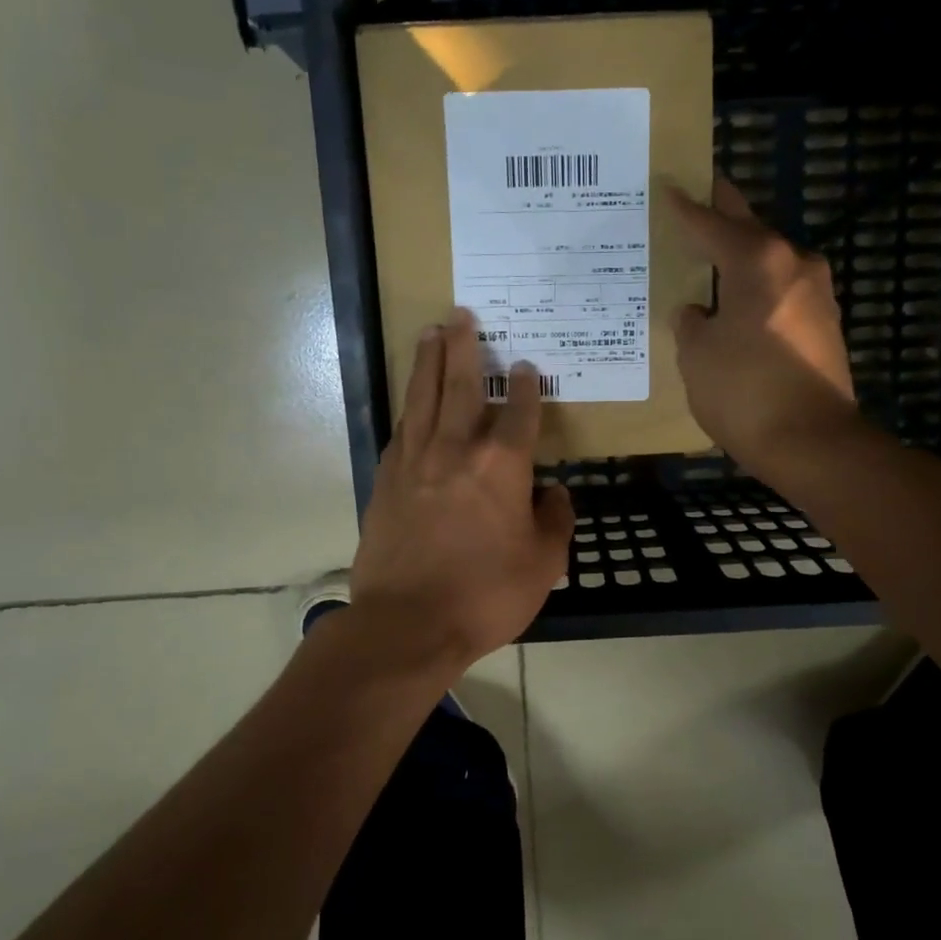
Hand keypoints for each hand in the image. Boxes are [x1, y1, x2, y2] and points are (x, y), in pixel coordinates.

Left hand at [349, 309, 574, 669]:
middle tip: (462, 316)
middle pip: (459, 386)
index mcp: (501, 466)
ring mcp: (414, 463)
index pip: (518, 413)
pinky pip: (400, 432)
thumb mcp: (543, 565)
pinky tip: (410, 404)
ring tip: (431, 333)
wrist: (407, 624)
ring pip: (421, 399)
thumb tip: (553, 494)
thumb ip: (555, 522)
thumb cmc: (485, 595)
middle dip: (464, 348)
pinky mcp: (385, 483)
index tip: (526, 368)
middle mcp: (455, 451)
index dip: (525, 388)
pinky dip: (408, 411)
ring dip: (428, 363)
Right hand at [667, 177, 860, 481]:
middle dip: (722, 217)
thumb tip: (697, 312)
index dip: (686, 208)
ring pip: (770, 264)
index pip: (713, 223)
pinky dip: (757, 292)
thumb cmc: (744, 391)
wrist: (812, 442)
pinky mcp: (826, 326)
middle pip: (750, 231)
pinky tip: (737, 305)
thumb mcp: (697, 355)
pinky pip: (782, 294)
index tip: (669, 187)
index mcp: (758, 261)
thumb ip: (690, 323)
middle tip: (695, 202)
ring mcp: (818, 295)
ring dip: (742, 259)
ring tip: (709, 260)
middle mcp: (794, 265)